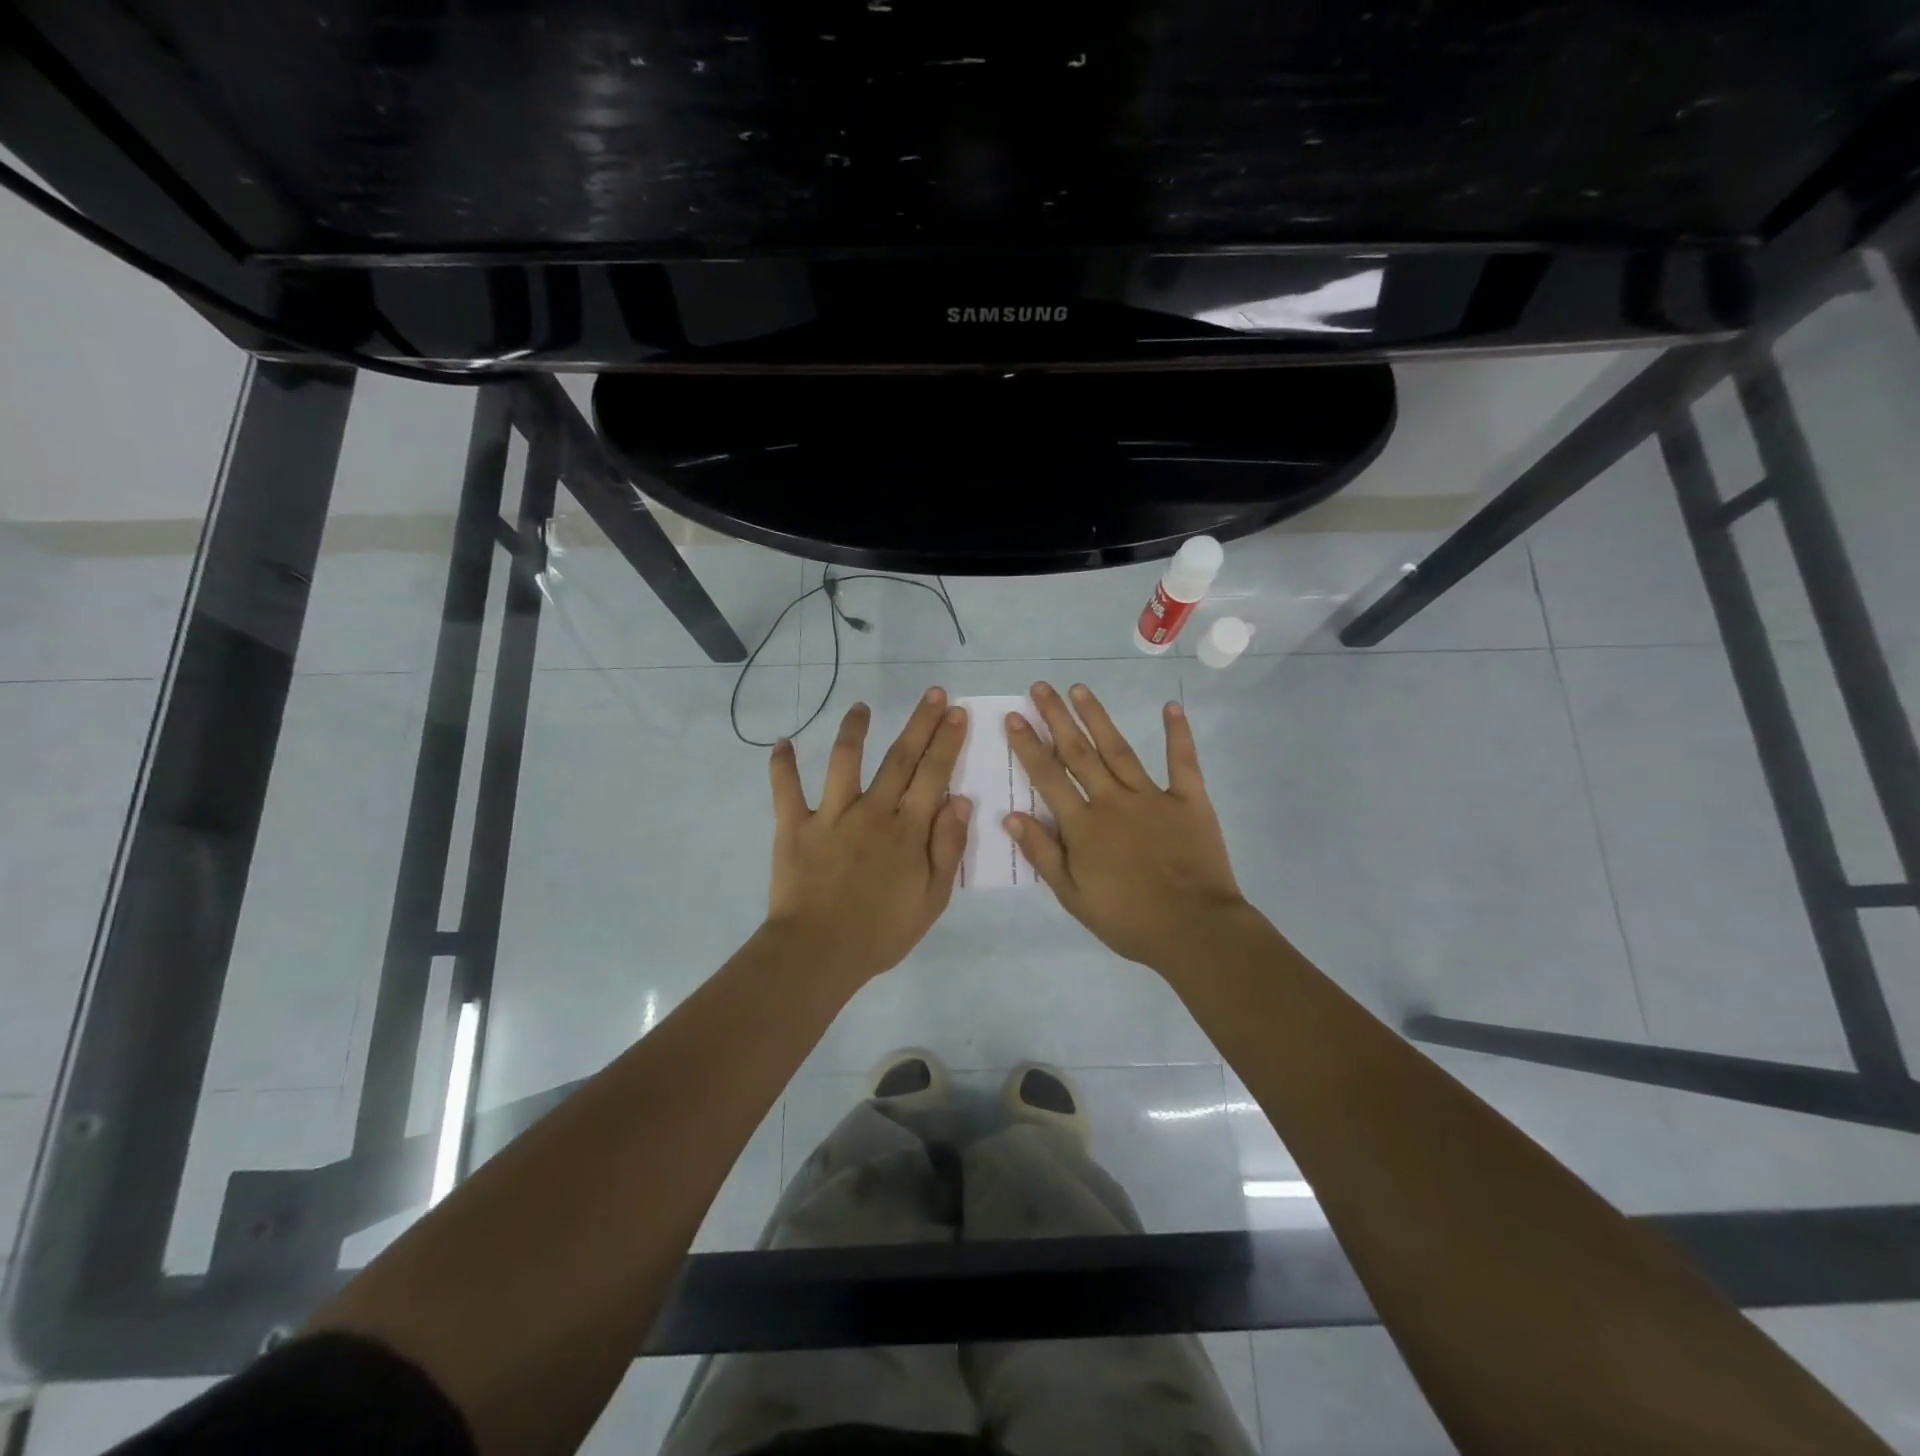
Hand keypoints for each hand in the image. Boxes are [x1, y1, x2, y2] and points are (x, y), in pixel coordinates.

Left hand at [764, 688, 971, 984]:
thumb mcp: (932, 899)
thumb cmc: (881, 932)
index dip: (946, 741)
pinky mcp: (795, 827)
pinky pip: (786, 790)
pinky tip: (781, 743)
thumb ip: (947, 847)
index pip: (933, 775)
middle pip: (900, 759)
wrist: (819, 954)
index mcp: (907, 830)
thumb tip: (960, 799)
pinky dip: (781, 766)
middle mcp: (872, 812)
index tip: (955, 712)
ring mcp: (831, 816)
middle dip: (919, 724)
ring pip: (844, 761)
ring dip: (854, 730)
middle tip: (932, 693)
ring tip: (861, 706)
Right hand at [1005, 682, 1251, 972]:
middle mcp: (1112, 801)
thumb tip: (1011, 815)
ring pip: (1118, 749)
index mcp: (1083, 825)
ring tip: (1079, 689)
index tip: (1013, 717)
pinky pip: (1182, 761)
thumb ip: (1042, 853)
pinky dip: (1177, 734)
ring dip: (1097, 717)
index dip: (1028, 745)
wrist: (1194, 931)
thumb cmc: (1128, 920)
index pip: (1048, 777)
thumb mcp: (1072, 896)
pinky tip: (1170, 707)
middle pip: (1078, 753)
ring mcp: (1152, 796)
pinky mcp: (1189, 800)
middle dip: (1057, 718)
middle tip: (1041, 688)